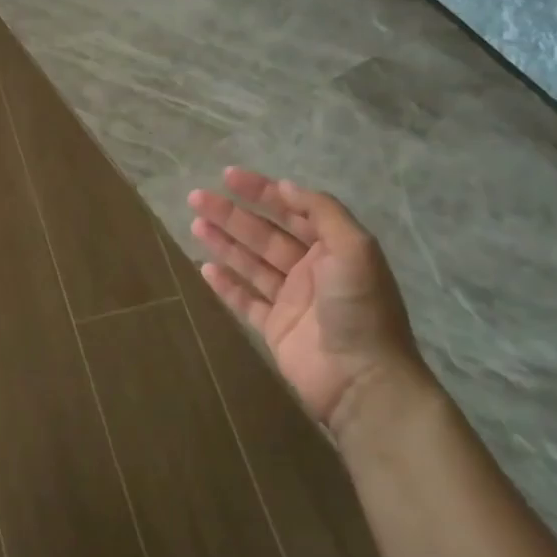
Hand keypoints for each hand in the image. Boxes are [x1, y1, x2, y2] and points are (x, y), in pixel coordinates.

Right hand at [189, 168, 426, 438]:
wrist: (362, 380)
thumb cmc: (359, 308)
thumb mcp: (354, 248)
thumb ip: (322, 212)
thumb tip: (286, 186)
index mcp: (333, 247)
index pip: (292, 210)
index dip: (261, 191)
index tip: (228, 176)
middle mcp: (311, 269)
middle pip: (264, 234)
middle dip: (232, 214)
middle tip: (197, 198)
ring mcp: (292, 300)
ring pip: (251, 263)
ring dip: (224, 242)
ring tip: (194, 224)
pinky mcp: (275, 328)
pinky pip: (246, 300)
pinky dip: (227, 284)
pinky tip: (205, 268)